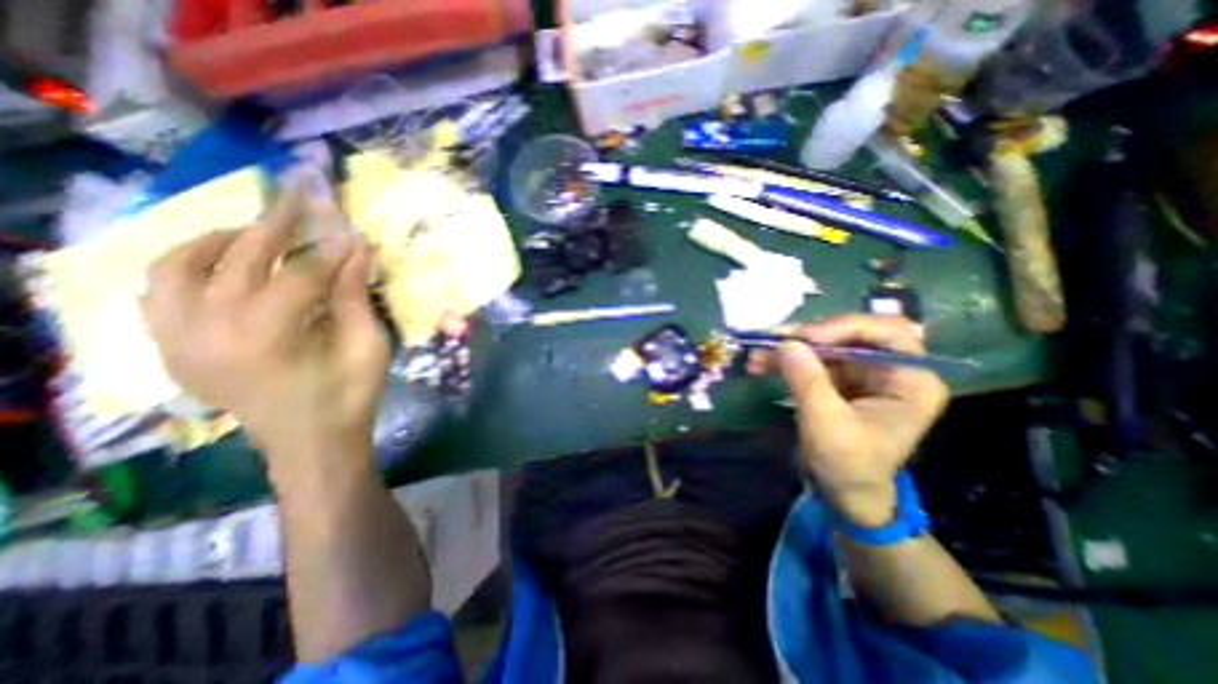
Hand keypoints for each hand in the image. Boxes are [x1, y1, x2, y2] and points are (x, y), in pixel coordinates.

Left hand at [143, 186, 390, 481]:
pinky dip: (186, 271)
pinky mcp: (173, 350)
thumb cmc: (349, 396)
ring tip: (253, 234)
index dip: (331, 251)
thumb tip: (358, 248)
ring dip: (217, 242)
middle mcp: (207, 331)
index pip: (300, 274)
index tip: (350, 232)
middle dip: (275, 227)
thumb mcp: (366, 345)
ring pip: (177, 268)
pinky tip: (221, 268)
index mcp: (266, 336)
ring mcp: (179, 341)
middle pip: (239, 260)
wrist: (311, 443)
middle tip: (299, 202)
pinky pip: (160, 295)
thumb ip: (354, 295)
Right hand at [749, 312, 945, 522]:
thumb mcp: (826, 424)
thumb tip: (787, 343)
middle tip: (772, 340)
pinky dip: (786, 360)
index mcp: (911, 380)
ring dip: (789, 348)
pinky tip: (761, 364)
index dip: (844, 326)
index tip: (804, 338)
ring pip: (825, 344)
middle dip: (807, 337)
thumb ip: (808, 381)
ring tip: (756, 355)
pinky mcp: (840, 379)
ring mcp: (863, 372)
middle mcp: (891, 368)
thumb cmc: (848, 465)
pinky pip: (812, 359)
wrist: (844, 493)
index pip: (887, 332)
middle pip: (850, 333)